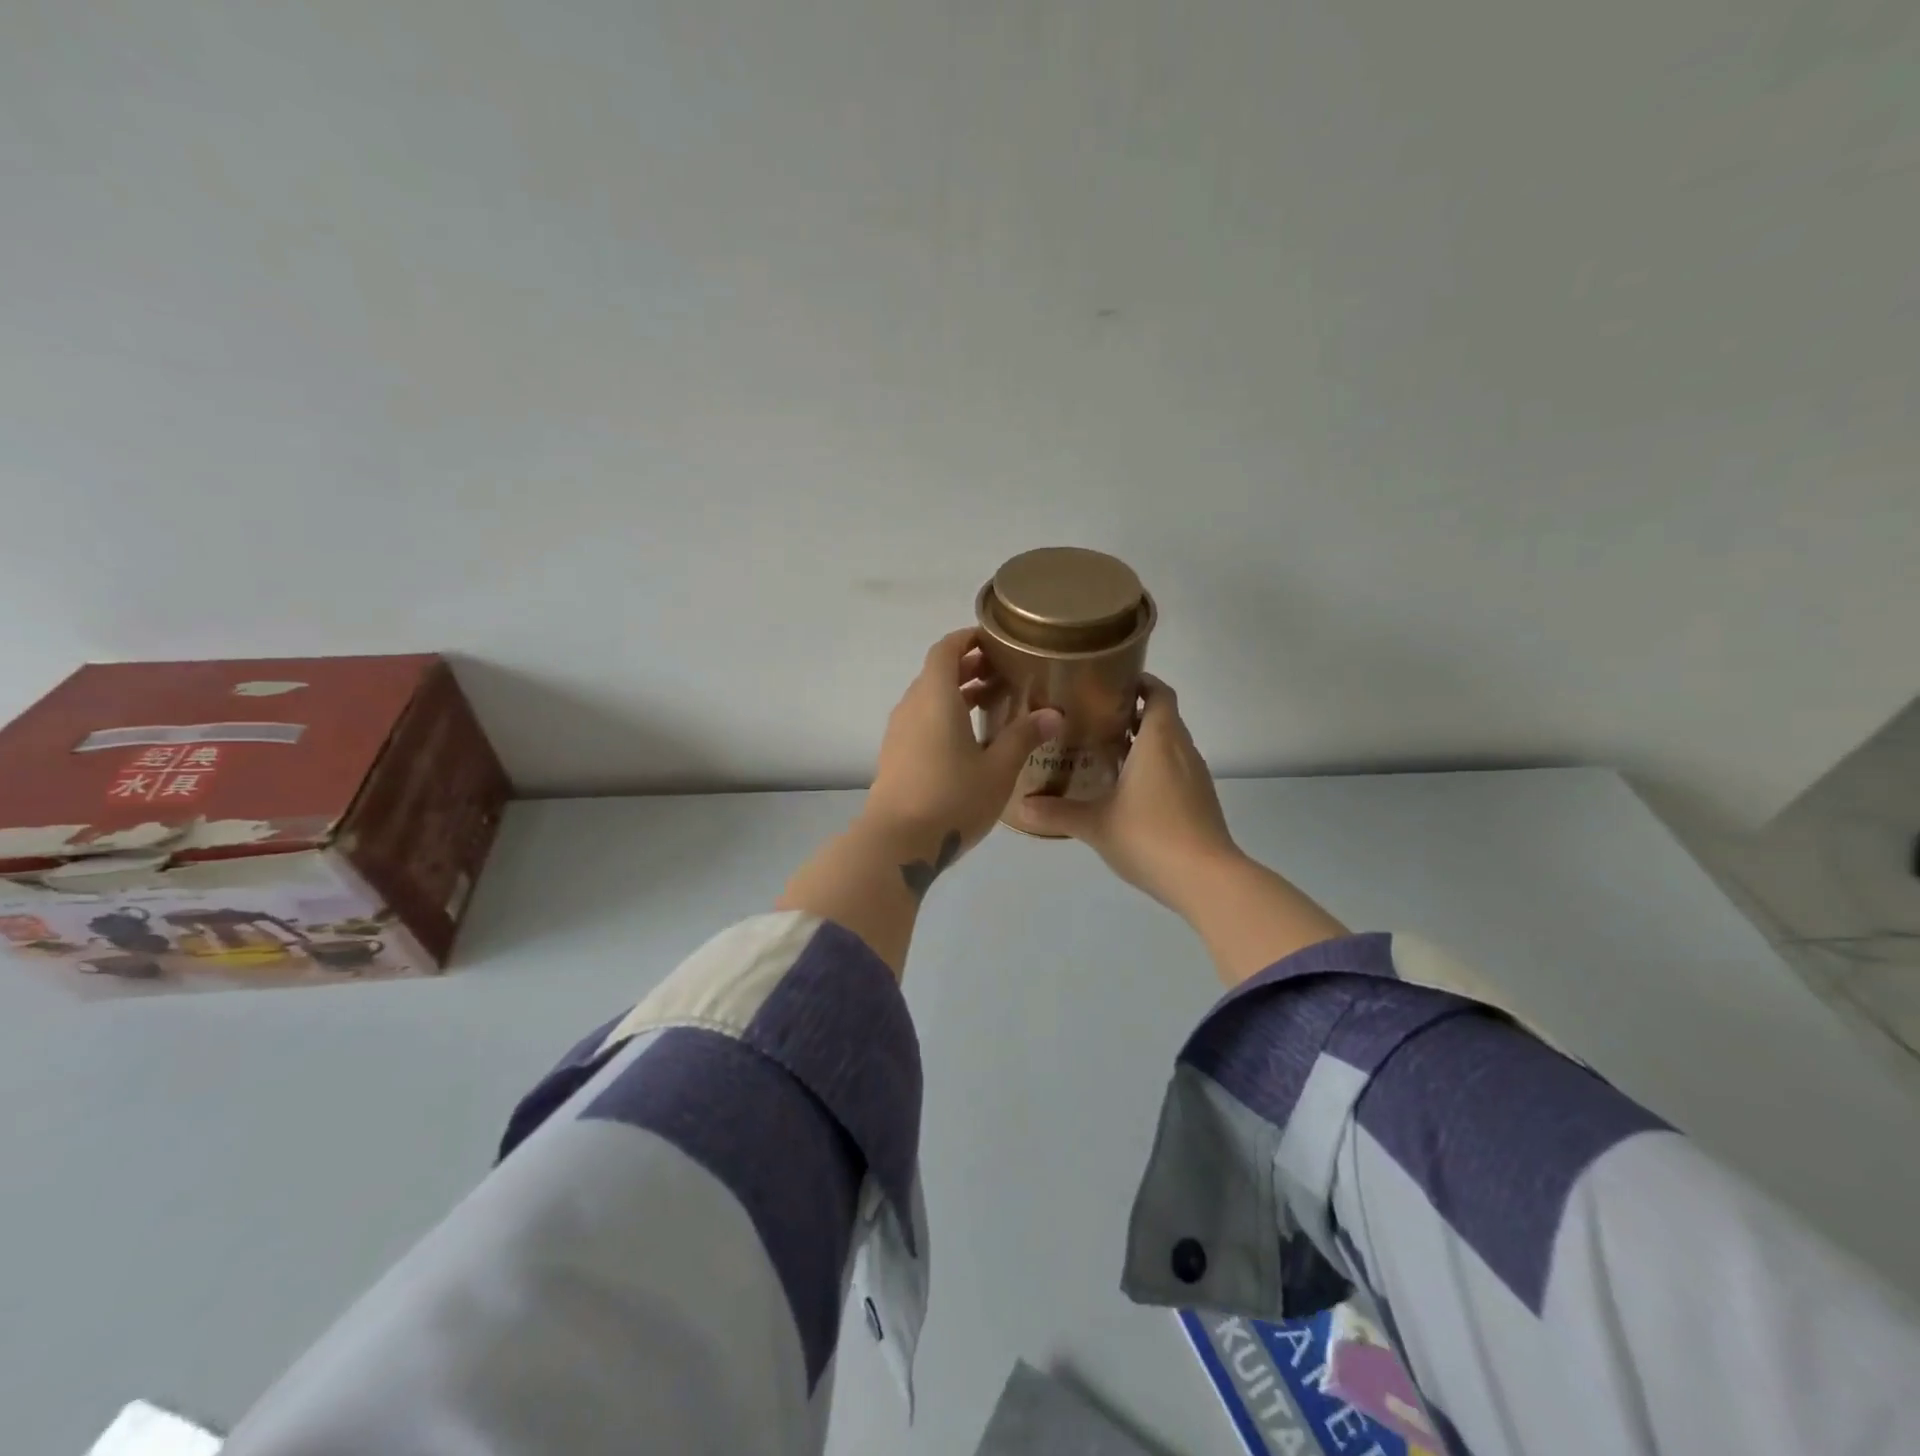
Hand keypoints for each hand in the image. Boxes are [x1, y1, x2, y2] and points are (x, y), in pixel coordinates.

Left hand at [864, 628, 1063, 859]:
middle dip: (968, 666)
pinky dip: (944, 715)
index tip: (994, 638)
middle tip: (1004, 671)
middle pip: (936, 672)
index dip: (967, 638)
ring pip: (928, 698)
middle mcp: (912, 707)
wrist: (896, 842)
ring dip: (956, 692)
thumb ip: (1023, 737)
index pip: (945, 649)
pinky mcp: (895, 755)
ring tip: (992, 701)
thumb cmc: (952, 798)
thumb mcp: (998, 769)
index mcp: (935, 697)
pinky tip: (969, 739)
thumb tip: (1052, 714)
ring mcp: (899, 732)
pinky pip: (921, 720)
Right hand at [1011, 675, 1241, 913]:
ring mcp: (1196, 777)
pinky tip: (1128, 791)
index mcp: (1159, 740)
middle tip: (1093, 719)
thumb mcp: (1095, 824)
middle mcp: (1182, 750)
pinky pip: (1176, 770)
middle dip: (1132, 713)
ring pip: (1170, 745)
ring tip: (1105, 753)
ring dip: (1144, 743)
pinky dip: (1154, 769)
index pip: (1159, 693)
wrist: (1206, 880)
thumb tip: (1020, 807)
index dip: (1140, 682)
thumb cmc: (1149, 836)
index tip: (1110, 683)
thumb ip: (1057, 812)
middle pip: (1163, 717)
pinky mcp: (1201, 801)